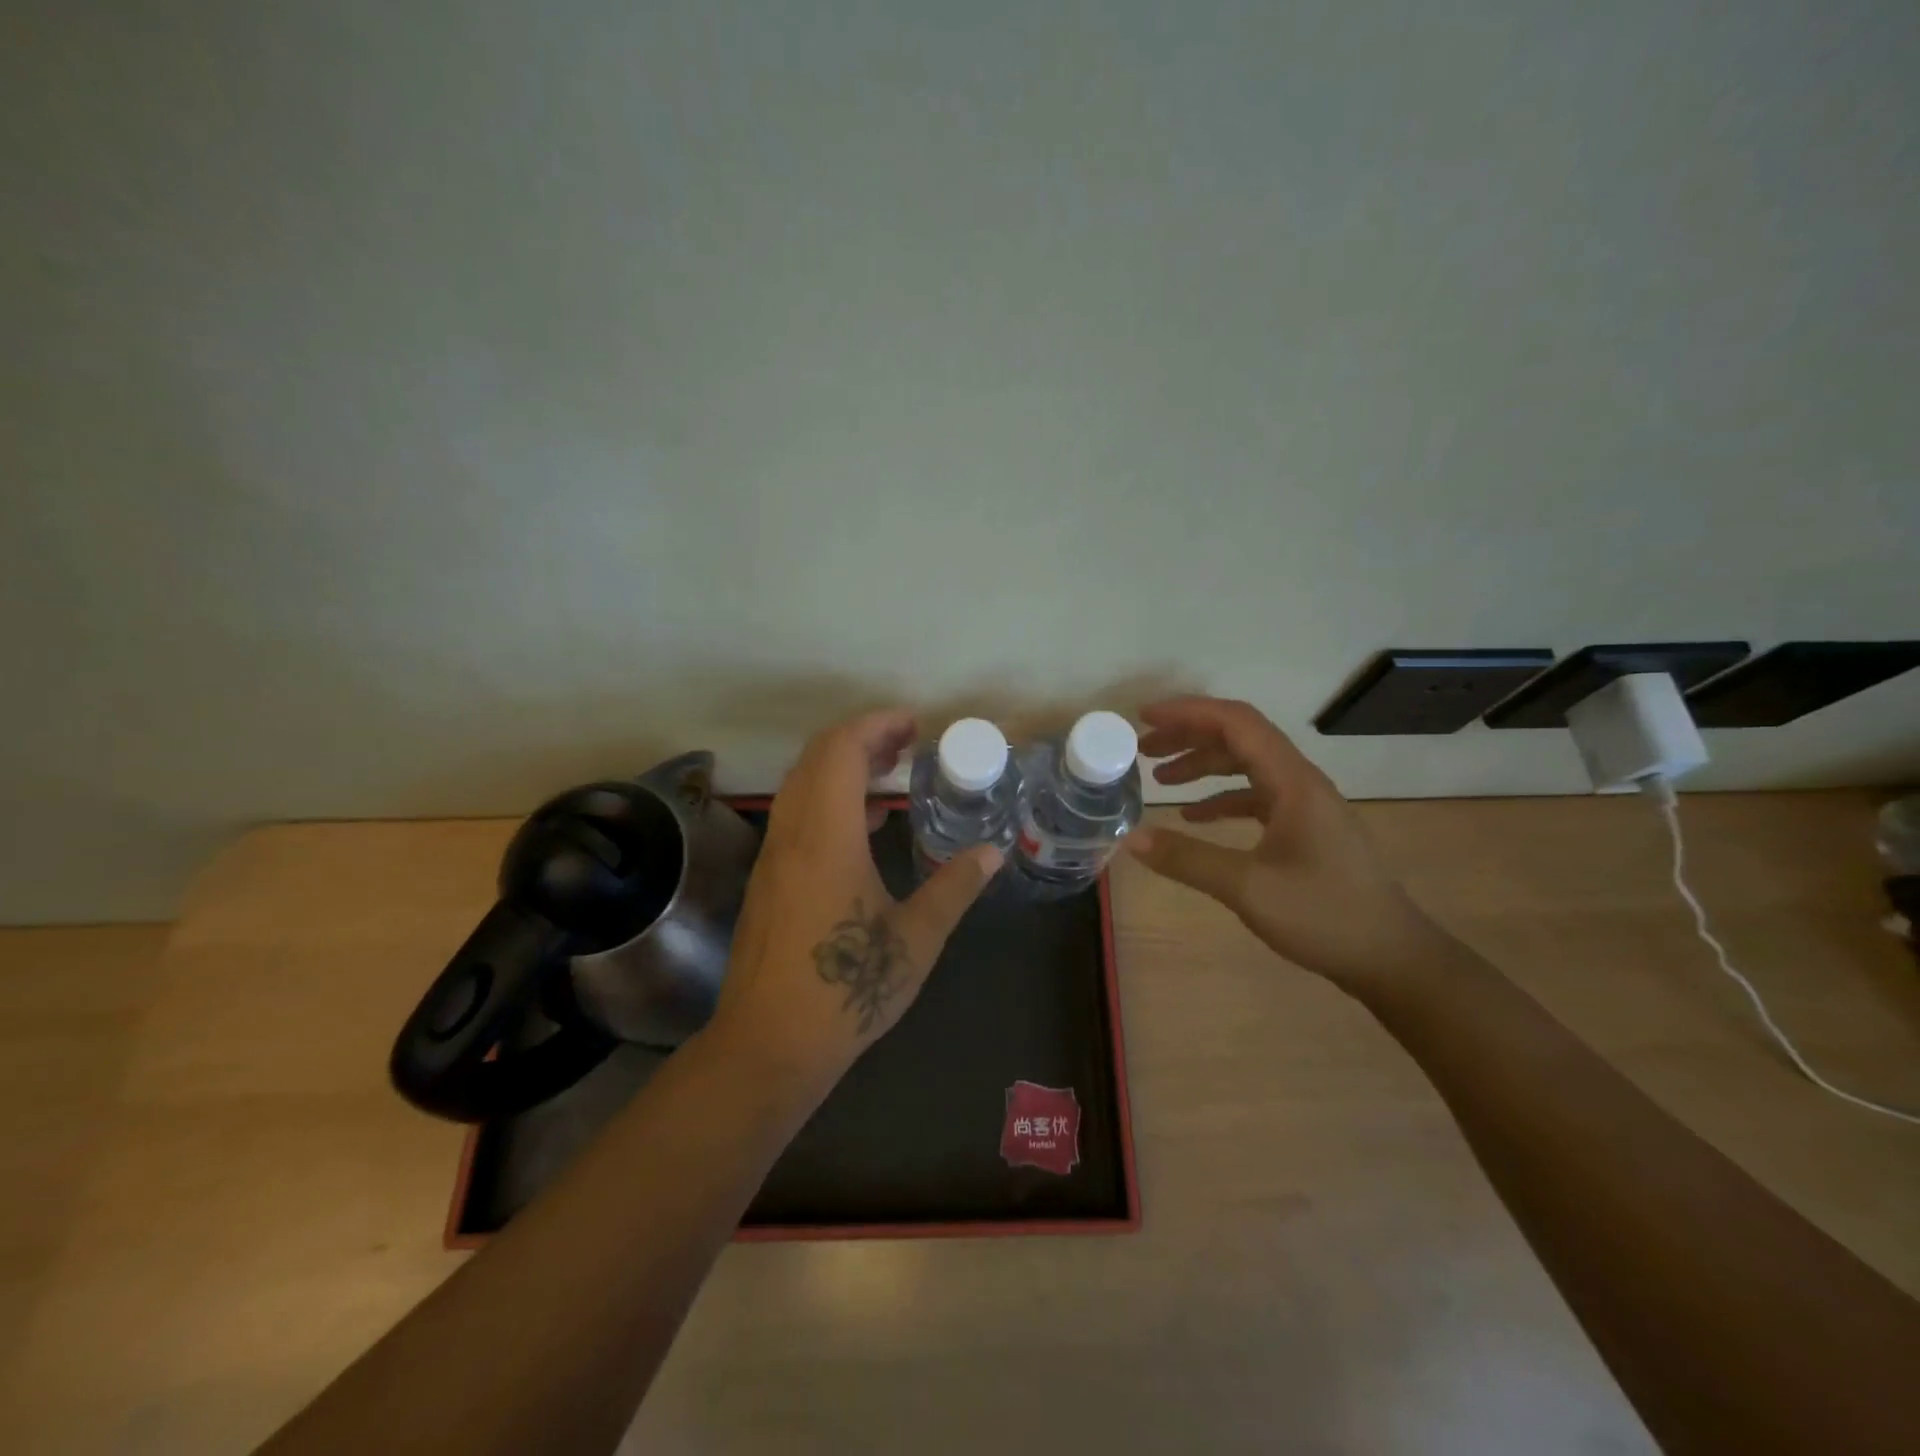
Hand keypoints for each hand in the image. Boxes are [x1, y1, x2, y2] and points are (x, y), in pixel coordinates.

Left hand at [705, 709, 1001, 1101]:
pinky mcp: (766, 879)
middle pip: (816, 757)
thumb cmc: (847, 989)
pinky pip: (795, 814)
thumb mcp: (915, 939)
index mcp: (826, 837)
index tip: (914, 726)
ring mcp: (773, 856)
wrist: (769, 1043)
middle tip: (906, 745)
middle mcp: (792, 834)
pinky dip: (828, 799)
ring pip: (800, 784)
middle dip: (861, 738)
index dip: (876, 725)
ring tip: (888, 776)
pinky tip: (862, 828)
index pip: (840, 750)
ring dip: (841, 767)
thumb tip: (992, 852)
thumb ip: (954, 887)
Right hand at [1126, 697, 1447, 990]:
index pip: (1236, 723)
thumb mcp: (1248, 888)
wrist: (1393, 958)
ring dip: (1203, 765)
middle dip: (1189, 736)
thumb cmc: (1325, 916)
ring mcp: (1305, 806)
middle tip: (1143, 748)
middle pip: (1240, 738)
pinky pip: (1255, 797)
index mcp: (1293, 782)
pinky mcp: (1305, 830)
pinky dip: (1221, 798)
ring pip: (1247, 766)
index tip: (1145, 719)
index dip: (1188, 712)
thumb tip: (1130, 839)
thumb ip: (1188, 859)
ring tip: (1160, 778)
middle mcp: (1301, 782)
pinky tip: (1193, 817)